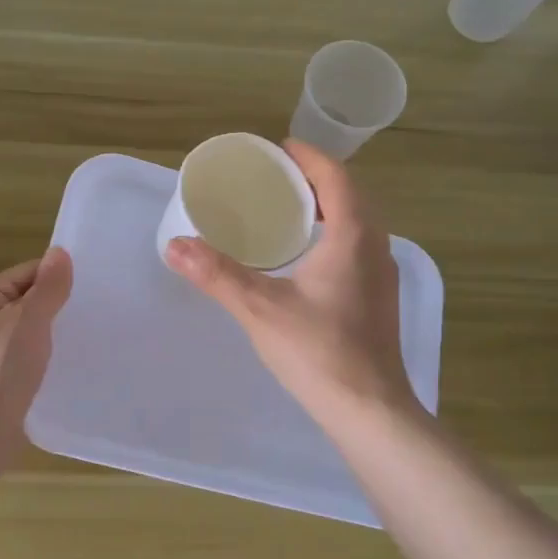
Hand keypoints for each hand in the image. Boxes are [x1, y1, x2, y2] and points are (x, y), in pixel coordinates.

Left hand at [0, 248, 74, 449]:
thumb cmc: (1, 367)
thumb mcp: (29, 319)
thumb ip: (48, 287)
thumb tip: (60, 252)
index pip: (29, 272)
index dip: (58, 276)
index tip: (93, 286)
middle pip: (30, 301)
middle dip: (60, 305)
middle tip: (98, 310)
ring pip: (33, 331)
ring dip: (57, 333)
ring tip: (93, 335)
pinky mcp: (3, 379)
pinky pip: (32, 357)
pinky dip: (51, 357)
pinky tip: (74, 363)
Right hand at [164, 141, 418, 427]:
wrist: (370, 409)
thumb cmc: (319, 352)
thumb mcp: (260, 308)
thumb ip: (217, 274)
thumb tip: (175, 245)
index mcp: (353, 236)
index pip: (336, 178)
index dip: (310, 157)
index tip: (281, 148)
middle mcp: (375, 247)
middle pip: (350, 195)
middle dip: (317, 179)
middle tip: (277, 177)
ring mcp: (382, 275)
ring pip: (359, 222)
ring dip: (329, 207)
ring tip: (289, 210)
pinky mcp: (379, 299)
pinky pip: (359, 246)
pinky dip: (336, 233)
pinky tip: (308, 256)